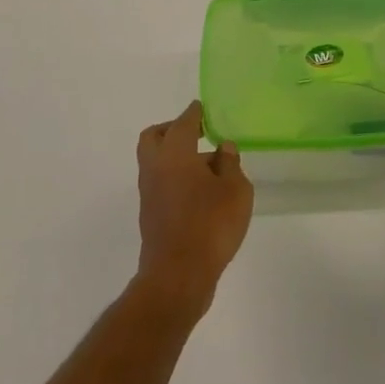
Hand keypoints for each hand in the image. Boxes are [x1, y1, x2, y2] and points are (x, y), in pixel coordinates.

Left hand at [135, 101, 252, 314]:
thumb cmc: (210, 225)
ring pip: (156, 161)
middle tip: (196, 131)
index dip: (194, 113)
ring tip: (209, 165)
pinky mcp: (151, 215)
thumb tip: (222, 149)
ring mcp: (149, 193)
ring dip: (175, 156)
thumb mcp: (235, 190)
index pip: (183, 123)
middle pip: (154, 137)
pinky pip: (161, 183)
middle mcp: (155, 168)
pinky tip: (201, 190)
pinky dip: (176, 177)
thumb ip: (230, 164)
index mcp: (174, 153)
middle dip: (172, 129)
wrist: (178, 276)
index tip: (203, 107)